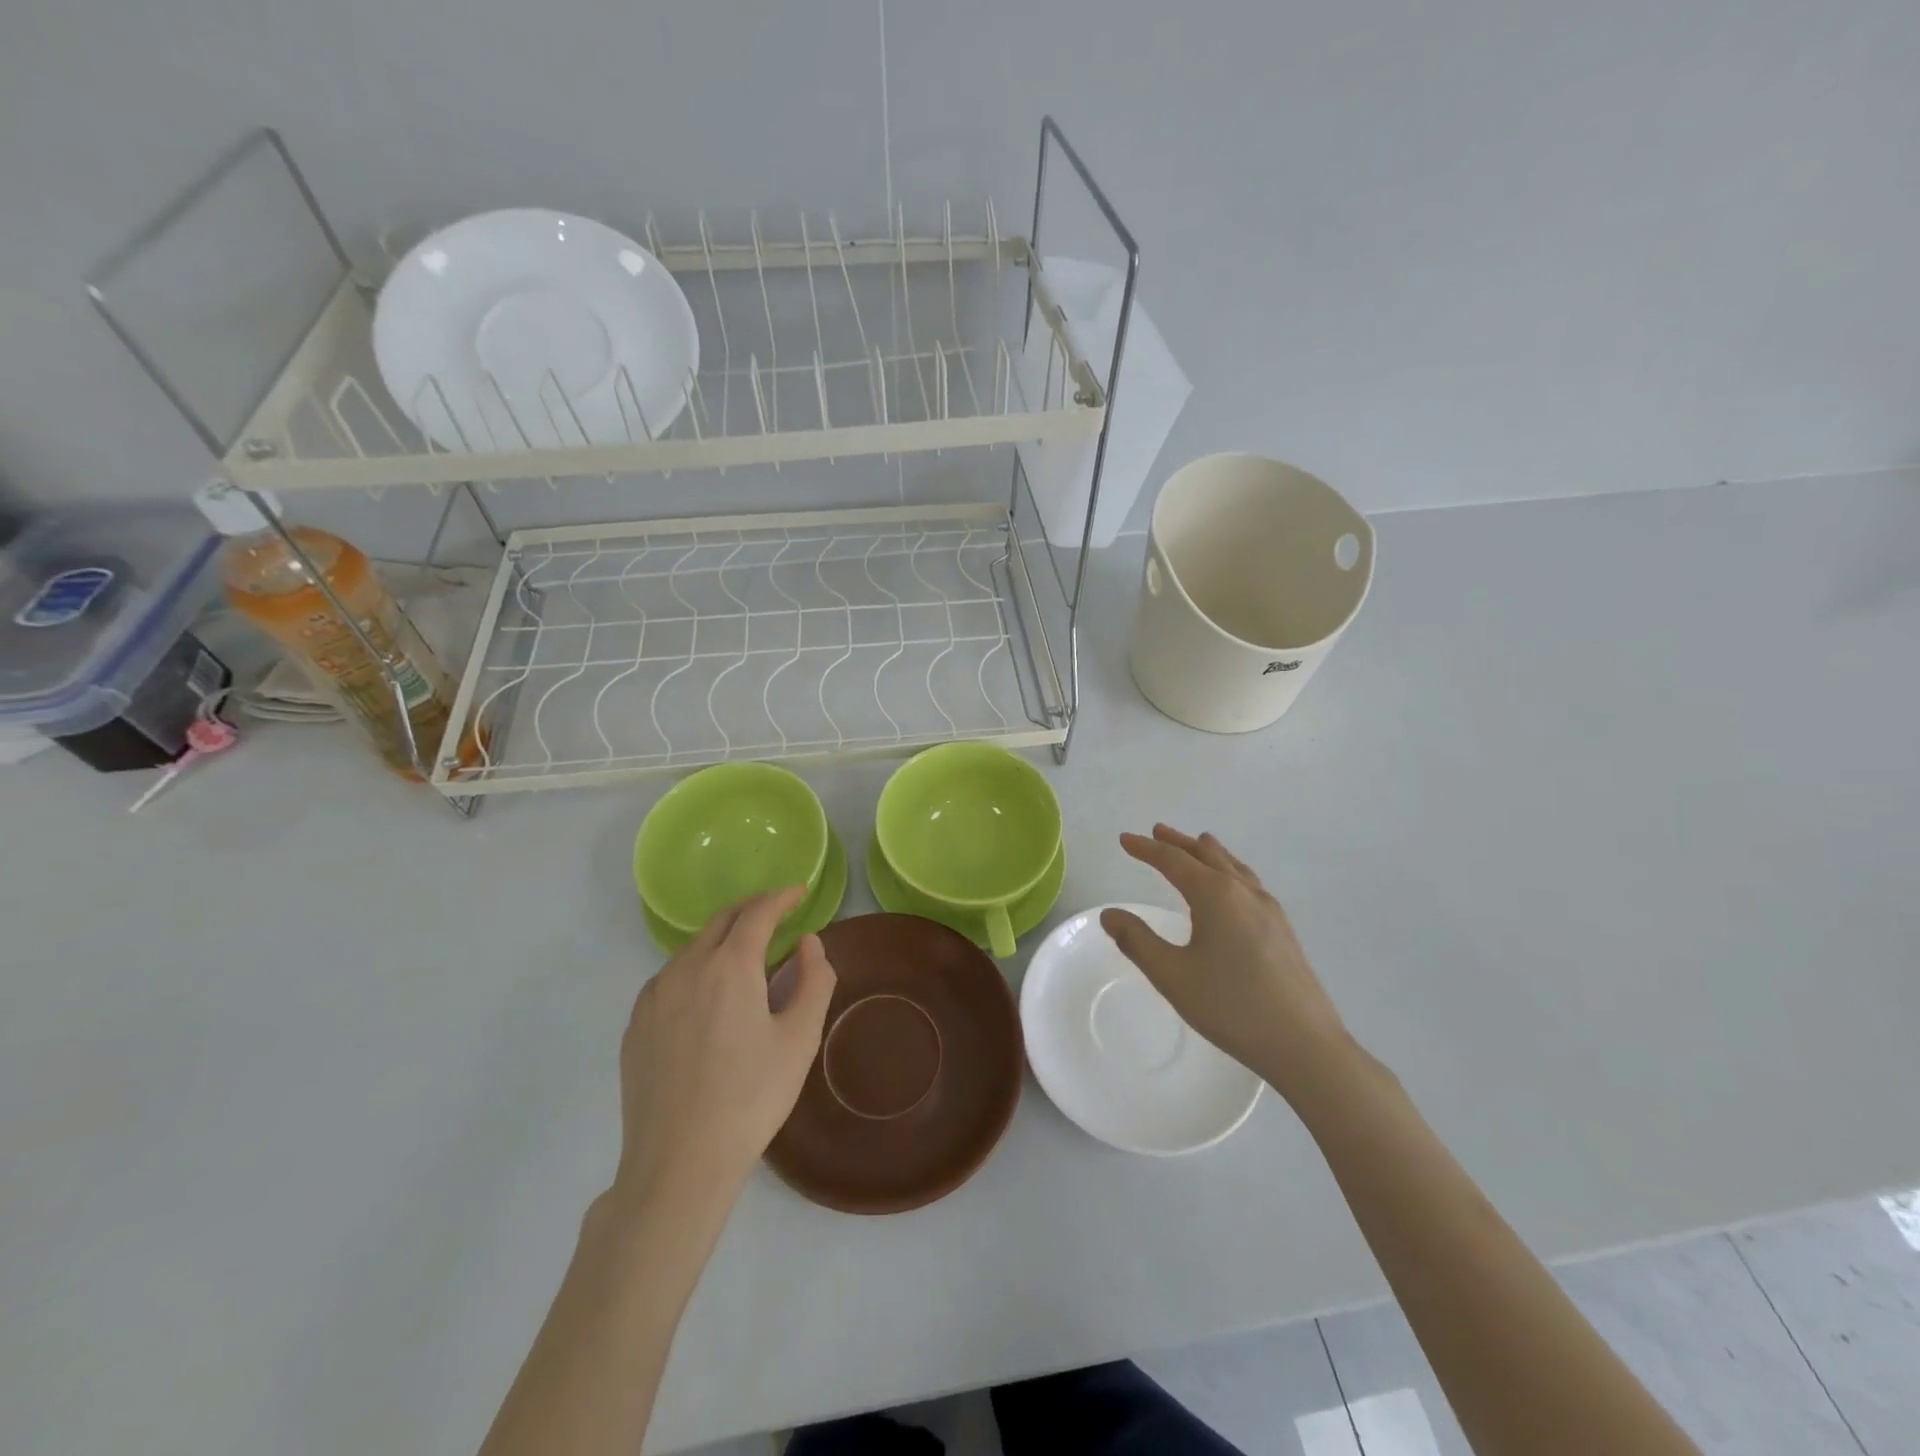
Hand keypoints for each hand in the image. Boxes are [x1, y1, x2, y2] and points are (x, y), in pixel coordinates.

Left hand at [612, 888, 835, 1208]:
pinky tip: (709, 996)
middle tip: (778, 914)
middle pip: (722, 921)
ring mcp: (654, 996)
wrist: (678, 1164)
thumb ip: (814, 979)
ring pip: (693, 948)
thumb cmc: (751, 1098)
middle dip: (752, 910)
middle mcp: (686, 968)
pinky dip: (697, 968)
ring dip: (724, 939)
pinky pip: (671, 977)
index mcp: (729, 966)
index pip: (758, 912)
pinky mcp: (636, 1024)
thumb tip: (808, 943)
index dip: (782, 897)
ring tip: (748, 957)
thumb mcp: (801, 1038)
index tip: (800, 891)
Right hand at [1102, 825, 1350, 1100]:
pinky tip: (1233, 887)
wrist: (1304, 1044)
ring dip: (1209, 853)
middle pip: (1207, 856)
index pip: (1173, 861)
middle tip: (1157, 831)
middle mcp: (1244, 892)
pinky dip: (1231, 870)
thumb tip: (1110, 915)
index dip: (1146, 850)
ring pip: (1234, 867)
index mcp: (1215, 896)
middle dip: (1179, 843)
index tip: (1125, 840)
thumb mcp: (1172, 975)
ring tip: (1199, 843)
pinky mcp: (1283, 930)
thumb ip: (1137, 941)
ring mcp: (1270, 910)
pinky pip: (1250, 883)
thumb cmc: (1231, 1007)